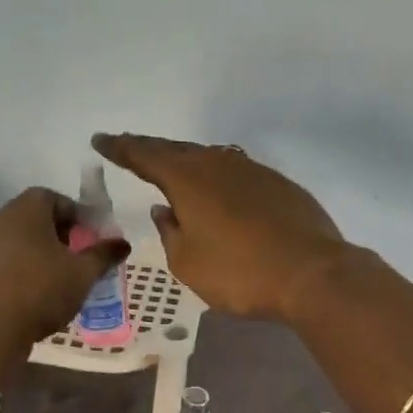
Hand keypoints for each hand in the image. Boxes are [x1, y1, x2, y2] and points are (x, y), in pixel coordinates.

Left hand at [0, 187, 131, 356]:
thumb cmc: (41, 290)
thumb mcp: (82, 274)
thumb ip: (103, 255)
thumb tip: (123, 243)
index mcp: (27, 208)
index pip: (56, 198)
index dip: (77, 216)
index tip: (90, 239)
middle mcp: (1, 218)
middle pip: (35, 217)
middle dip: (59, 234)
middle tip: (77, 258)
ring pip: (19, 240)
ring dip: (39, 253)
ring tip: (58, 279)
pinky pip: (4, 259)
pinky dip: (20, 268)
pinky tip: (33, 293)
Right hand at [92, 133, 347, 323]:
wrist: (313, 273)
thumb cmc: (240, 272)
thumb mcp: (188, 263)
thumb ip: (170, 233)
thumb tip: (166, 211)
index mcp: (188, 179)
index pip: (144, 156)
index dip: (120, 148)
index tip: (100, 140)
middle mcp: (217, 164)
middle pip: (175, 150)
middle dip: (148, 148)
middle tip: (128, 146)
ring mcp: (251, 170)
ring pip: (208, 156)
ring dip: (184, 159)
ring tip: (169, 164)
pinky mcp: (277, 183)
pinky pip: (234, 170)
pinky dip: (214, 173)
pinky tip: (215, 186)